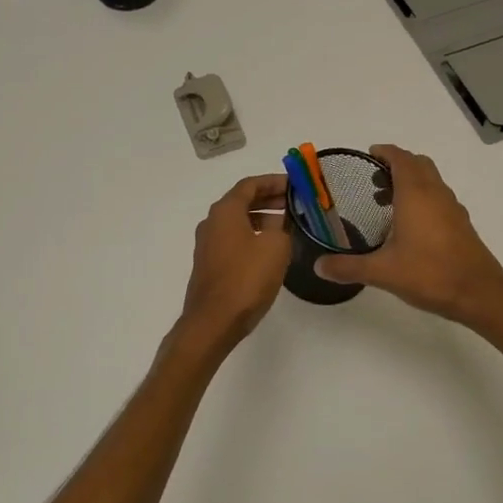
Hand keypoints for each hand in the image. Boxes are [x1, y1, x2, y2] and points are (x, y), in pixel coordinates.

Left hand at [178, 173, 291, 345]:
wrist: (213, 321)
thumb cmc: (246, 278)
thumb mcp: (275, 246)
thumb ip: (282, 226)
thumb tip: (280, 220)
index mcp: (225, 211)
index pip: (250, 184)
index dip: (274, 181)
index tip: (295, 185)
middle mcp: (212, 222)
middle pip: (242, 201)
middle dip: (269, 199)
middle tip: (295, 204)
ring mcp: (208, 244)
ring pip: (238, 221)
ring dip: (262, 218)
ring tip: (288, 226)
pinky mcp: (209, 264)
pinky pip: (234, 240)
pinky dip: (252, 236)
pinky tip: (270, 249)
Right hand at [314, 145, 502, 326]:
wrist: (479, 294)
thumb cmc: (429, 274)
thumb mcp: (382, 272)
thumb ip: (348, 267)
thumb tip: (318, 266)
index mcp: (416, 195)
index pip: (401, 158)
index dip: (385, 152)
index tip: (368, 154)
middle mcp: (436, 194)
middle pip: (419, 164)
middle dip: (397, 165)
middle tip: (374, 180)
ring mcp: (453, 209)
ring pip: (432, 181)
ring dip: (411, 182)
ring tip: (387, 203)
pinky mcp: (461, 225)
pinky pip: (439, 198)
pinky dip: (423, 199)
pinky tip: (410, 226)